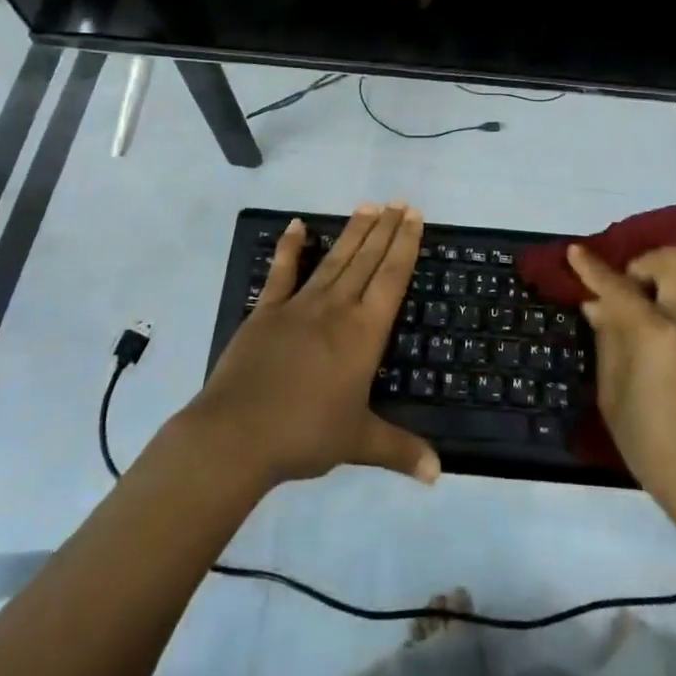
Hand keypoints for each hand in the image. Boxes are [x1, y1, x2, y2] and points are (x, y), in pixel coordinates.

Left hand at [186, 204, 440, 489]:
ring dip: (353, 232)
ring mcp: (299, 306)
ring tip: (368, 205)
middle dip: (385, 229)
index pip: (392, 278)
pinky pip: (282, 273)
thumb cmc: (305, 434)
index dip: (405, 244)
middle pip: (367, 260)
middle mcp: (336, 309)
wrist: (237, 435)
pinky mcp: (266, 312)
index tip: (413, 215)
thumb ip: (401, 451)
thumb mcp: (359, 442)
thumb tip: (439, 474)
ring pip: (334, 260)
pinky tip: (297, 225)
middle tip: (397, 201)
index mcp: (363, 333)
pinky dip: (290, 248)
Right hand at [567, 244, 675, 530]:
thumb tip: (597, 306)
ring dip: (671, 278)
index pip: (619, 288)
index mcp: (658, 336)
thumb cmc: (655, 448)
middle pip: (671, 261)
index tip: (575, 251)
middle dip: (642, 264)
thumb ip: (608, 342)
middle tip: (626, 288)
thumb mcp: (614, 398)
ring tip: (654, 304)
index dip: (593, 268)